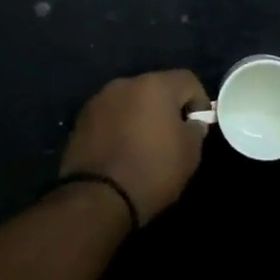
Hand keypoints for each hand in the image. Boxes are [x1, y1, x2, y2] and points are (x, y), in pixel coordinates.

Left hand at [60, 70, 211, 224]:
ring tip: (144, 144)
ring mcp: (99, 101)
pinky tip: (122, 151)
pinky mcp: (80, 120)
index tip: (198, 126)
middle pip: (156, 88)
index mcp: (155, 86)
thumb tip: (190, 123)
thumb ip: (195, 130)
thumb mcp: (190, 154)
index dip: (199, 101)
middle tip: (173, 135)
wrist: (97, 198)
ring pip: (130, 101)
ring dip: (141, 115)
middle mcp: (125, 84)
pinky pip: (110, 116)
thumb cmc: (152, 171)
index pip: (187, 80)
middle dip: (167, 107)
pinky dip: (120, 126)